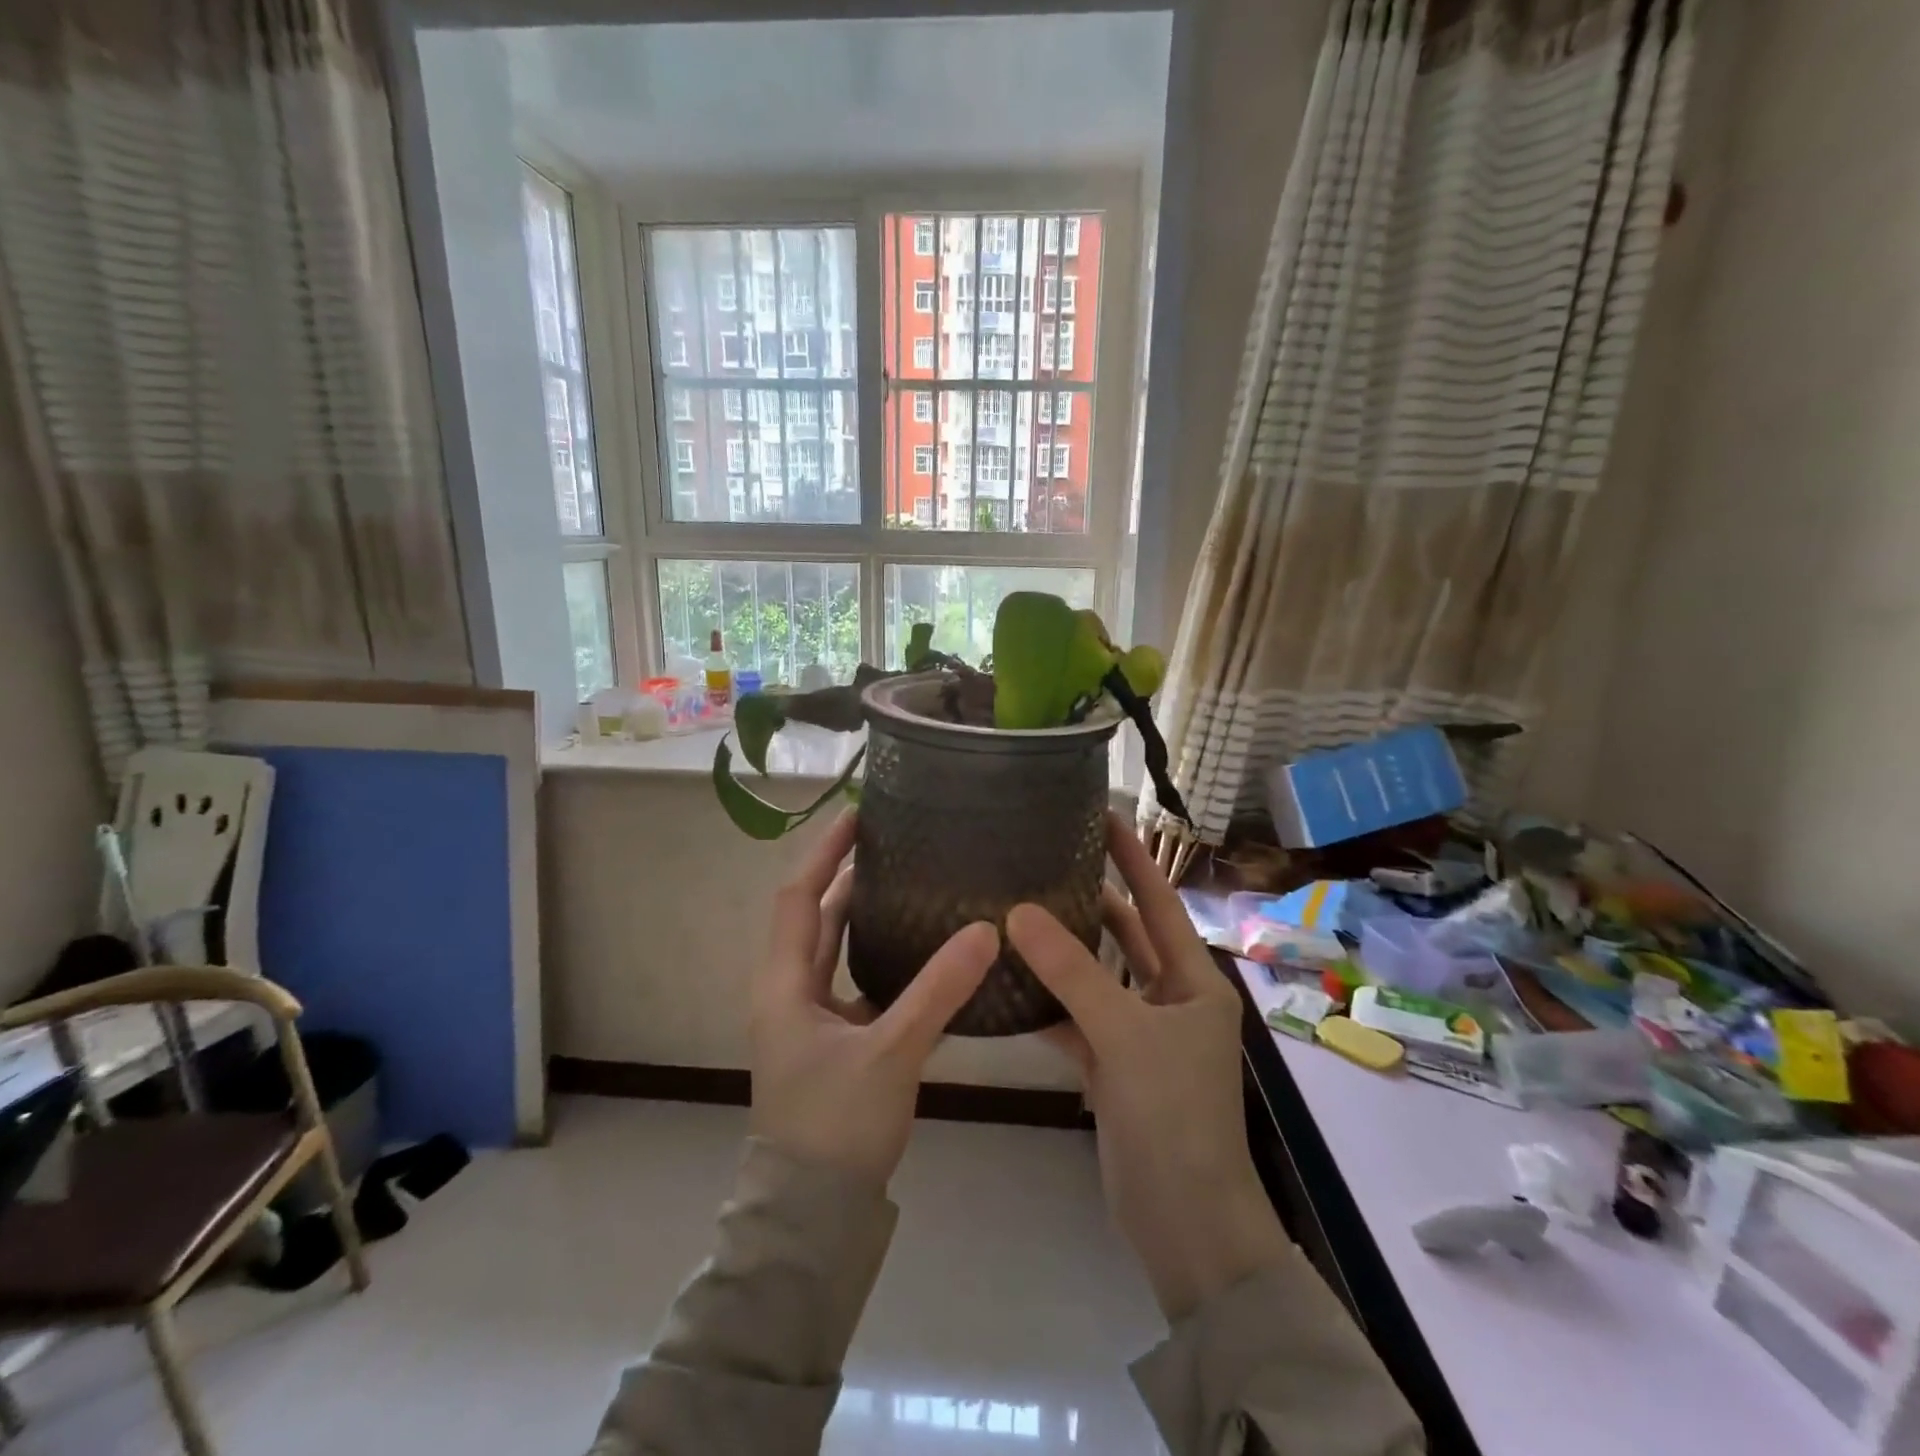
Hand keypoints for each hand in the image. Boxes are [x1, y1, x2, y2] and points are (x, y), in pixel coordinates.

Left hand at [750, 810, 999, 1189]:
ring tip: (909, 883)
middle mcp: (790, 992)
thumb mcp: (890, 1052)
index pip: (798, 896)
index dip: (824, 852)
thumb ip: (938, 991)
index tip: (857, 814)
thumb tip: (986, 929)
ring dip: (862, 915)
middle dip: (846, 876)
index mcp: (784, 984)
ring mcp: (810, 1019)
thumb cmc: (835, 1126)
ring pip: (835, 950)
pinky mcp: (833, 1042)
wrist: (814, 1216)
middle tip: (893, 843)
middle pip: (815, 917)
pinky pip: (855, 982)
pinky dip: (880, 959)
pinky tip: (921, 953)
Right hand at [1008, 815, 1291, 1320]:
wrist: (1185, 1224)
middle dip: (1092, 899)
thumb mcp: (1124, 1034)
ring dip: (1064, 952)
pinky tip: (1010, 982)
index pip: (1159, 902)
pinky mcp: (1114, 1068)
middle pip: (1126, 935)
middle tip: (1046, 859)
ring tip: (1018, 909)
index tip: (1103, 815)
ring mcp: (1141, 1035)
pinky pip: (1079, 1020)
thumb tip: (1018, 911)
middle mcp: (1170, 999)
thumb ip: (1072, 972)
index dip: (1133, 858)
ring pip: (1098, 978)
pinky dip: (1049, 1003)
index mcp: (1193, 981)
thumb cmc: (1173, 1115)